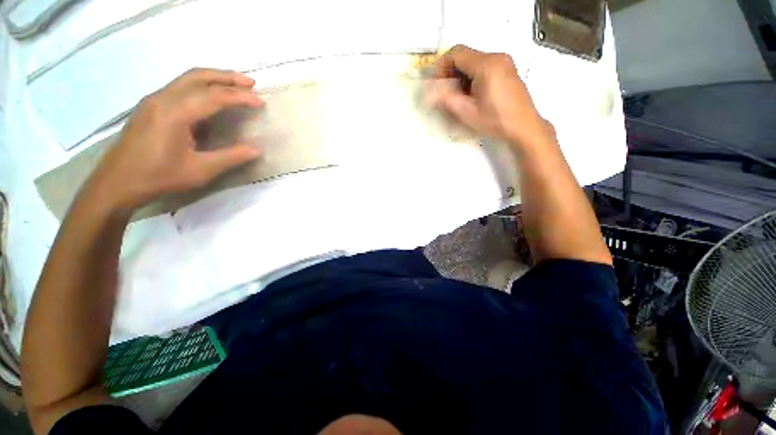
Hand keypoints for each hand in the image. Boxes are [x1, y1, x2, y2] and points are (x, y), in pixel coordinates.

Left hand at [86, 68, 263, 211]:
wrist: (117, 182)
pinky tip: (210, 98)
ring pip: (187, 79)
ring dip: (214, 78)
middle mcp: (162, 99)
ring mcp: (153, 100)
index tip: (260, 102)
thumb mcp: (200, 170)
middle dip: (227, 77)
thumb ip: (230, 157)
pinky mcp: (150, 106)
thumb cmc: (159, 177)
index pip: (213, 96)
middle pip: (198, 76)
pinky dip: (200, 86)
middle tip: (250, 83)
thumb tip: (257, 149)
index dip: (240, 97)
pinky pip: (179, 87)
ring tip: (236, 85)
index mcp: (174, 113)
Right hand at [429, 45, 552, 148]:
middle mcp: (496, 57)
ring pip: (473, 62)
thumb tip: (429, 92)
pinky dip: (471, 79)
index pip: (456, 53)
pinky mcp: (507, 70)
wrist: (524, 127)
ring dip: (460, 78)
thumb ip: (446, 99)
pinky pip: (483, 68)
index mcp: (486, 64)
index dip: (441, 67)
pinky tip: (472, 97)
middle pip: (465, 56)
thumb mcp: (467, 112)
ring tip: (459, 99)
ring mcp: (504, 63)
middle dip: (450, 74)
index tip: (438, 86)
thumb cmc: (496, 121)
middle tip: (446, 95)